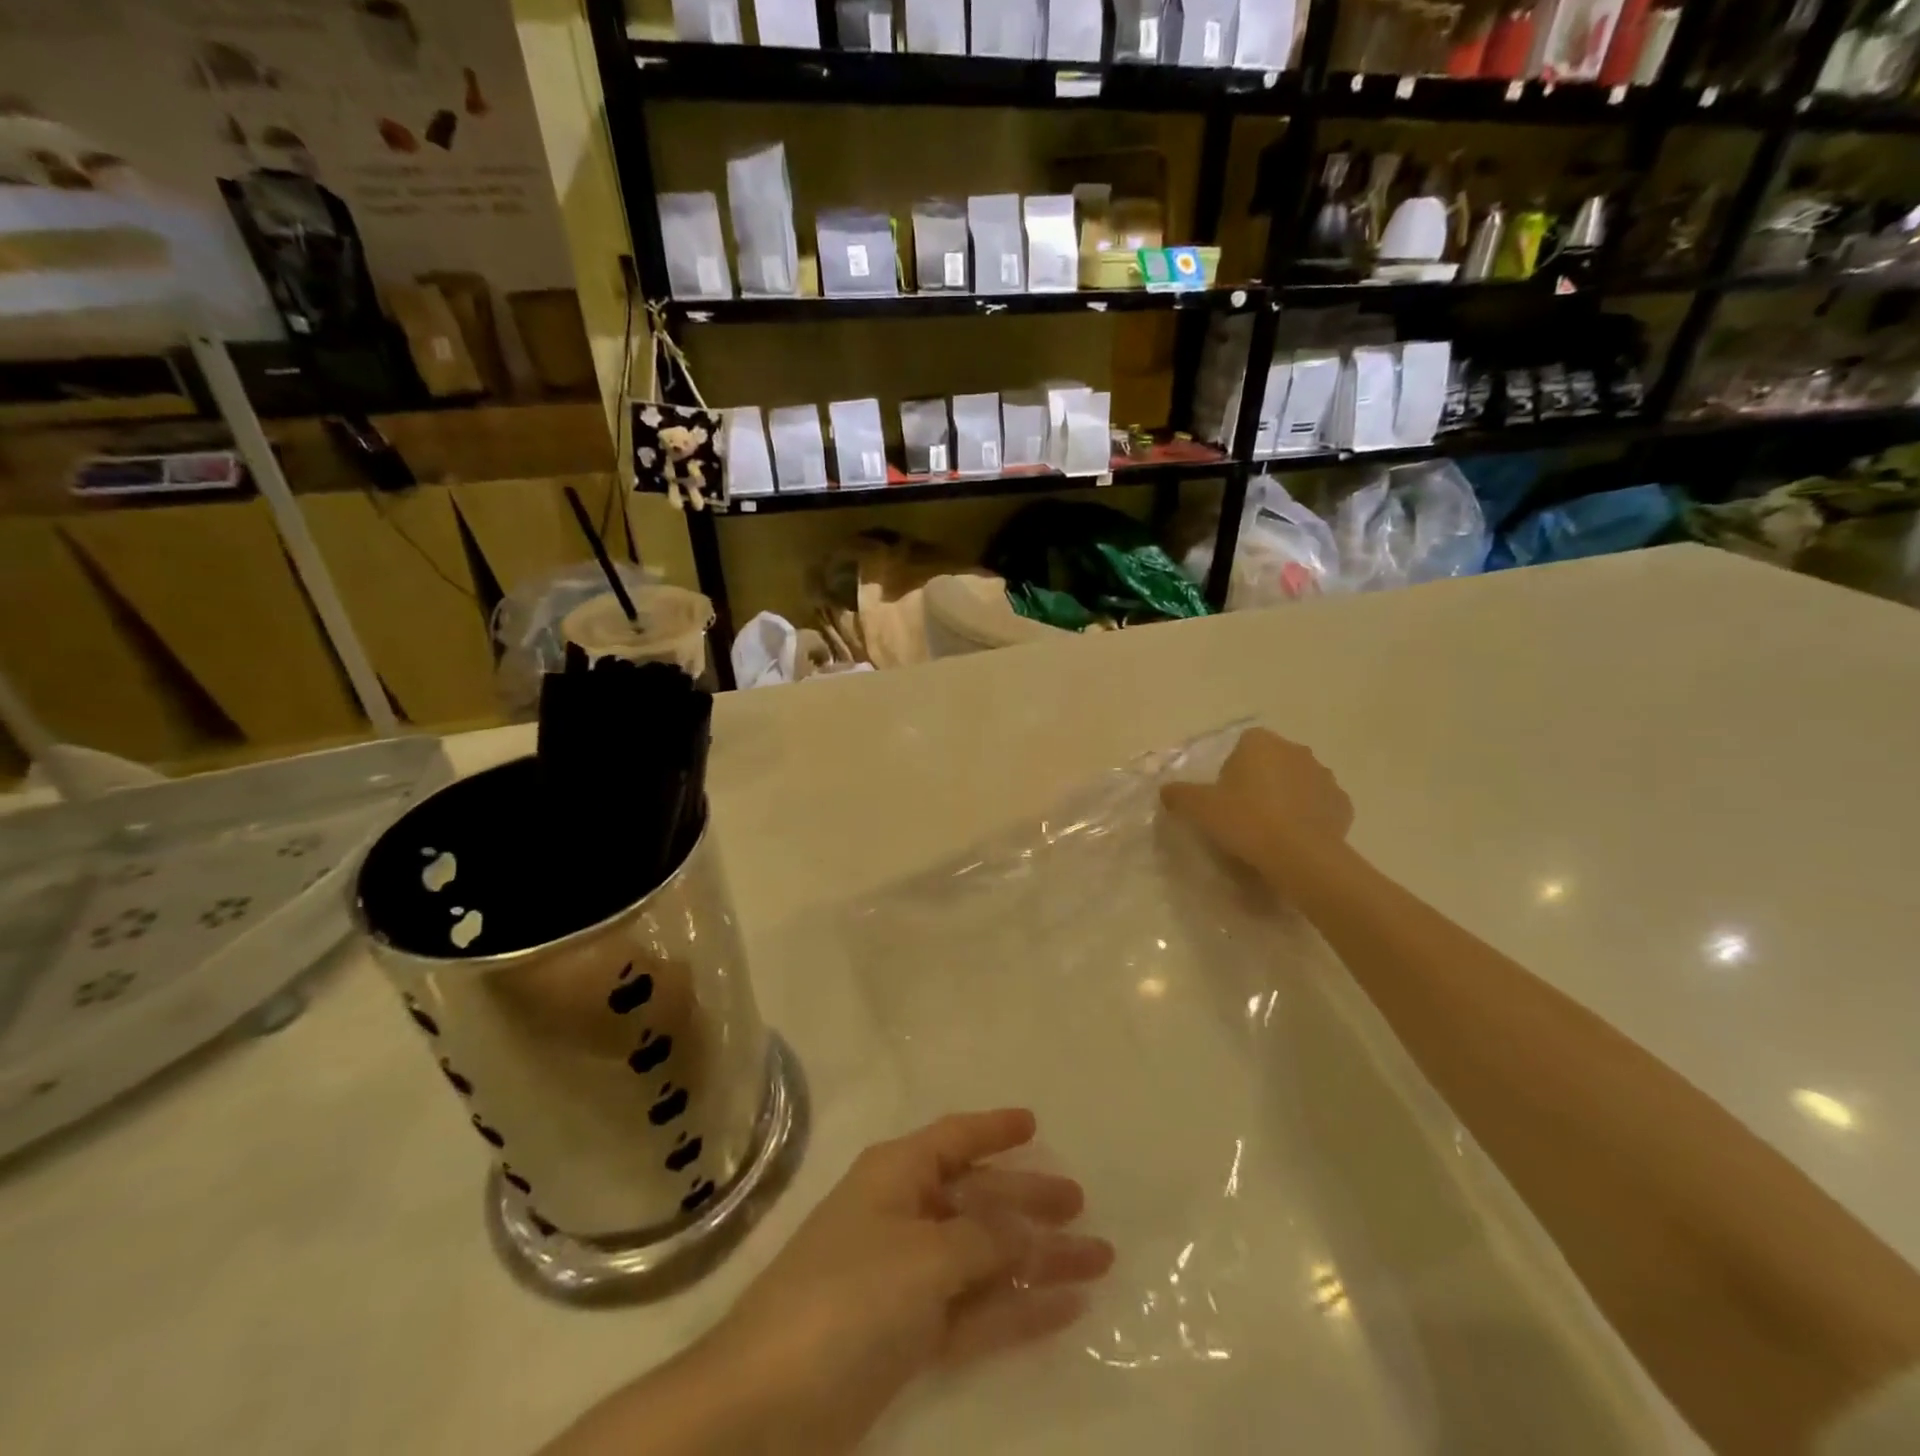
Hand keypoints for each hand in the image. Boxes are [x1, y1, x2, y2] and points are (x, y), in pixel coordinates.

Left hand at [703, 1109, 1113, 1455]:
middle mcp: (904, 1215)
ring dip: (1037, 1260)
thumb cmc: (848, 1296)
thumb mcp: (924, 1256)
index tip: (1036, 1125)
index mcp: (897, 1174)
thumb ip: (983, 1239)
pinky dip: (1017, 1309)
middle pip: (979, 1198)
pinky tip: (1064, 1309)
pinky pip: (976, 1310)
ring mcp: (908, 1277)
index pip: (954, 1138)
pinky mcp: (911, 1335)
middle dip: (1029, 1201)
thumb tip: (1026, 1228)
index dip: (993, 1129)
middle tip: (1081, 1205)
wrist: (767, 1405)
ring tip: (1097, 1261)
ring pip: (985, 1257)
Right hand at [1161, 728, 1352, 879]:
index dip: (1232, 769)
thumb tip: (1168, 791)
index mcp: (1261, 743)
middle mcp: (1296, 751)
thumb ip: (1179, 794)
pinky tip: (1294, 840)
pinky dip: (1308, 817)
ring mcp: (1324, 777)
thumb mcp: (1198, 808)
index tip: (1224, 796)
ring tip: (1270, 831)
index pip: (1243, 745)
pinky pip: (1319, 806)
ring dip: (1286, 798)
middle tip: (1243, 814)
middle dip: (1260, 781)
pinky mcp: (1343, 804)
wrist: (1299, 856)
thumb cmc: (1245, 820)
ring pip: (1298, 783)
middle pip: (1272, 762)